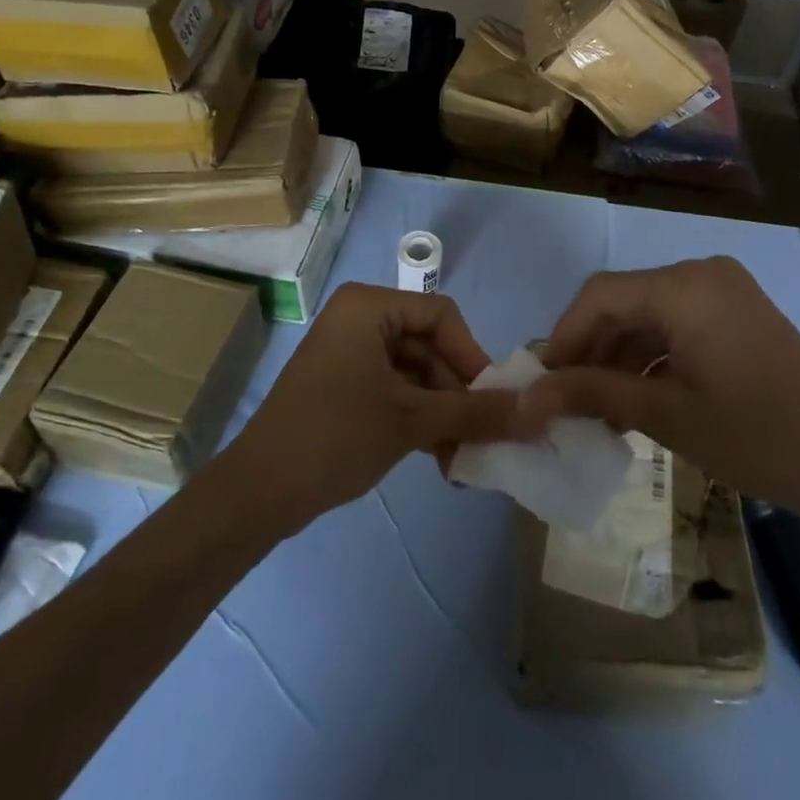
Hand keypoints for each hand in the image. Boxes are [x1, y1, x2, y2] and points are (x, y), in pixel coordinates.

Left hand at [221, 283, 522, 533]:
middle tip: (479, 438)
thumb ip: (476, 412)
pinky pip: (395, 389)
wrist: (258, 493)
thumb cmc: (336, 436)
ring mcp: (350, 353)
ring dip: (441, 412)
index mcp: (369, 306)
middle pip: (430, 346)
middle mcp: (359, 319)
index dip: (471, 357)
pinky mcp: (344, 384)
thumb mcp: (412, 420)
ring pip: (415, 373)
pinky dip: (418, 418)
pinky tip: (438, 457)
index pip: (442, 316)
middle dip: (456, 393)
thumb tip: (540, 410)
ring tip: (458, 458)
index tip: (491, 401)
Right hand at [522, 257, 799, 537]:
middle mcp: (701, 274)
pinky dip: (653, 357)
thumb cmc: (755, 437)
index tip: (541, 382)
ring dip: (620, 357)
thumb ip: (591, 395)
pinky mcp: (739, 313)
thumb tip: (528, 397)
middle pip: (624, 303)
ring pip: (650, 315)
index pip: (599, 296)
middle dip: (591, 350)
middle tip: (566, 399)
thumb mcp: (664, 415)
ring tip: (598, 410)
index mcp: (683, 286)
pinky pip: (679, 324)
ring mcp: (724, 291)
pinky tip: (636, 399)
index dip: (563, 337)